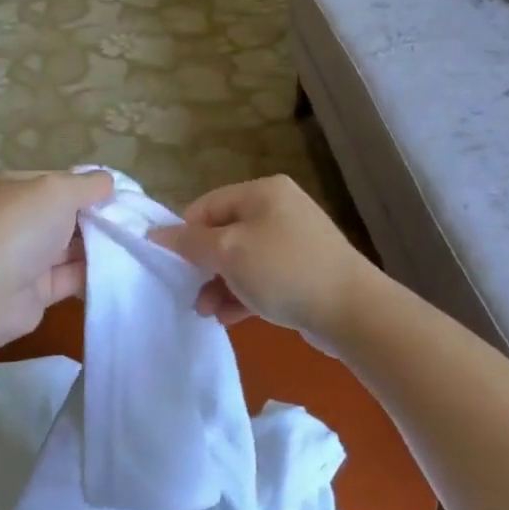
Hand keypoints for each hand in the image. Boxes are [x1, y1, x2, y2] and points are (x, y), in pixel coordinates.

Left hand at [0, 170, 115, 347]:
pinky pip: (68, 277)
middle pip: (62, 214)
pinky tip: (120, 269)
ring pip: (67, 247)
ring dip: (96, 245)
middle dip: (94, 216)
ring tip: (133, 243)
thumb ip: (87, 184)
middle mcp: (12, 220)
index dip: (85, 185)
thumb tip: (108, 181)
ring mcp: (21, 257)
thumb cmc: (19, 228)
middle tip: (132, 220)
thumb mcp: (58, 190)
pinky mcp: (33, 290)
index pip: (53, 180)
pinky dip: (91, 273)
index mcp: (8, 188)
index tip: (118, 193)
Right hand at [151, 175, 377, 349]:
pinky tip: (230, 317)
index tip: (173, 267)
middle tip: (191, 294)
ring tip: (208, 312)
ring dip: (220, 285)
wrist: (353, 311)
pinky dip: (243, 294)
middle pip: (223, 233)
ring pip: (242, 260)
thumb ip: (189, 242)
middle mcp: (279, 208)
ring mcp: (294, 240)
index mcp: (262, 191)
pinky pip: (262, 278)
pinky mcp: (304, 271)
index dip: (184, 235)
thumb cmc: (284, 271)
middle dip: (203, 266)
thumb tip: (155, 233)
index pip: (206, 206)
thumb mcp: (228, 252)